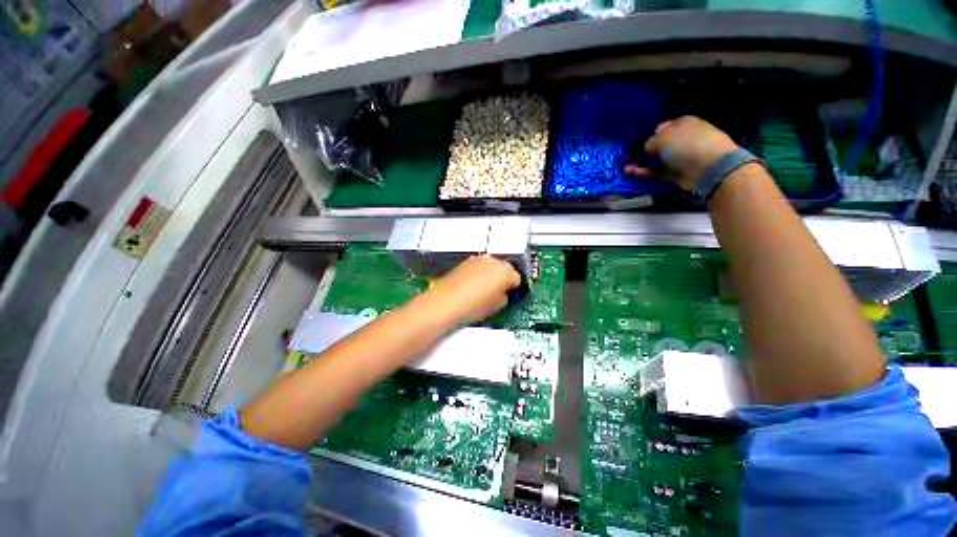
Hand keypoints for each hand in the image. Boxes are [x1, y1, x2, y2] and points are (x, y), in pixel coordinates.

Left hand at [415, 255, 520, 325]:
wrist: (445, 302)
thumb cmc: (474, 306)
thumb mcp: (496, 307)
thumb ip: (504, 297)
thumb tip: (502, 294)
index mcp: (505, 271)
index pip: (517, 278)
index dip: (514, 288)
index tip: (510, 295)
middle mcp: (493, 261)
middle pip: (505, 268)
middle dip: (503, 279)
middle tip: (498, 292)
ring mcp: (478, 259)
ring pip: (491, 266)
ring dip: (491, 274)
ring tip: (483, 289)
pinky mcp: (465, 262)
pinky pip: (479, 266)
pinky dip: (479, 273)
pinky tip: (472, 285)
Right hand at [625, 116, 738, 190]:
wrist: (709, 167)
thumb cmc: (687, 144)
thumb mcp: (664, 137)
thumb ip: (651, 141)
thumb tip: (648, 147)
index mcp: (684, 123)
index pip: (665, 127)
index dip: (653, 133)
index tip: (643, 141)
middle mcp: (683, 139)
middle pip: (661, 144)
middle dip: (648, 149)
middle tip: (634, 154)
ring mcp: (680, 157)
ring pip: (657, 159)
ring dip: (643, 162)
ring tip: (627, 166)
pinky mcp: (676, 173)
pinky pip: (657, 171)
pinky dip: (645, 172)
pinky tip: (632, 172)